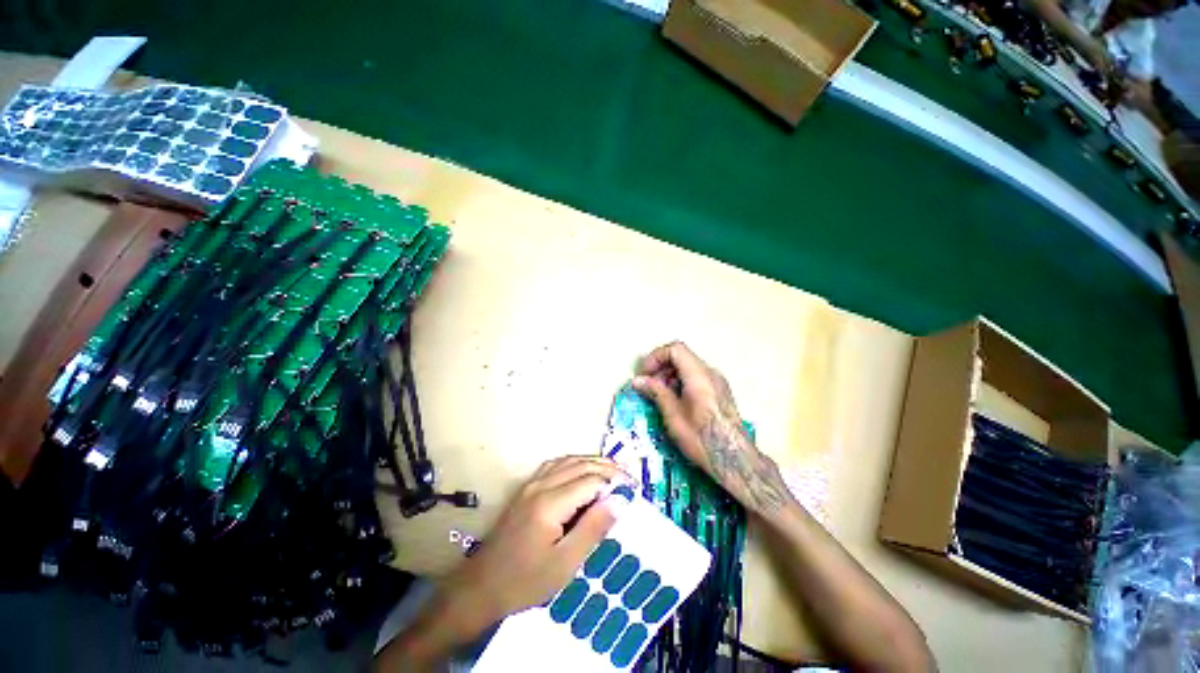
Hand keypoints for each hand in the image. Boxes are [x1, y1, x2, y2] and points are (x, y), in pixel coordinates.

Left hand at [442, 456, 631, 634]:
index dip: (615, 481)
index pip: (591, 479)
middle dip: (607, 467)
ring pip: (568, 460)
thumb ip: (593, 529)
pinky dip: (574, 462)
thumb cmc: (525, 580)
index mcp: (551, 503)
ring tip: (612, 470)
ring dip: (591, 461)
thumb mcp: (565, 564)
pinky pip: (555, 465)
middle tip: (628, 478)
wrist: (482, 586)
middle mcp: (541, 485)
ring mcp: (531, 484)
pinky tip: (582, 470)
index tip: (634, 489)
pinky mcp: (526, 488)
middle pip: (580, 464)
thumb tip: (619, 501)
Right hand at [631, 342, 790, 515]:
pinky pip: (697, 377)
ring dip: (670, 375)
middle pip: (682, 356)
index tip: (645, 374)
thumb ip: (655, 392)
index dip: (656, 357)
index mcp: (699, 375)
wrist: (734, 460)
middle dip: (661, 366)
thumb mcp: (673, 415)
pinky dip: (681, 382)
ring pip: (689, 366)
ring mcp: (718, 382)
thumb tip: (637, 380)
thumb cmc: (701, 438)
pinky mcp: (720, 392)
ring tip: (660, 396)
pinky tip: (675, 402)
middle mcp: (710, 373)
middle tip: (649, 386)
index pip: (675, 349)